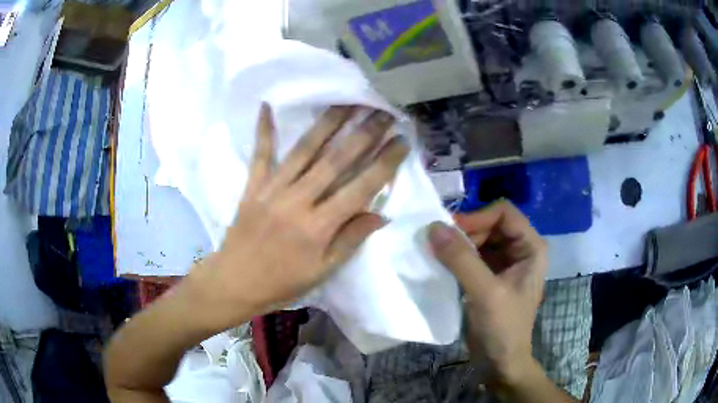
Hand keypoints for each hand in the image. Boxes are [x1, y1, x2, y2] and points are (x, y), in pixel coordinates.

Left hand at [186, 104, 408, 328]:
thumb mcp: (323, 270)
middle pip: (336, 160)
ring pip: (304, 150)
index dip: (384, 163)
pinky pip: (260, 155)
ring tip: (346, 101)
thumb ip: (351, 239)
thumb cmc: (283, 282)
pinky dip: (263, 130)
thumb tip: (380, 214)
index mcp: (319, 226)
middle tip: (382, 111)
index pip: (360, 187)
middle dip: (364, 133)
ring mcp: (272, 189)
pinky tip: (267, 106)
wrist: (235, 281)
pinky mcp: (253, 187)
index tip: (401, 141)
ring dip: (327, 123)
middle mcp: (298, 200)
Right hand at [428, 201, 547, 385]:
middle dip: (465, 232)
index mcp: (531, 247)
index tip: (450, 232)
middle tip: (437, 245)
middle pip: (490, 224)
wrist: (500, 362)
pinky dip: (456, 257)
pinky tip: (441, 265)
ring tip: (436, 254)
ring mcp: (505, 263)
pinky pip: (472, 255)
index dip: (477, 217)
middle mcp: (520, 249)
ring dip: (458, 244)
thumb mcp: (485, 293)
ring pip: (479, 239)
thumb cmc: (503, 328)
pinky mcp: (490, 276)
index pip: (503, 213)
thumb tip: (433, 227)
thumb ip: (461, 259)